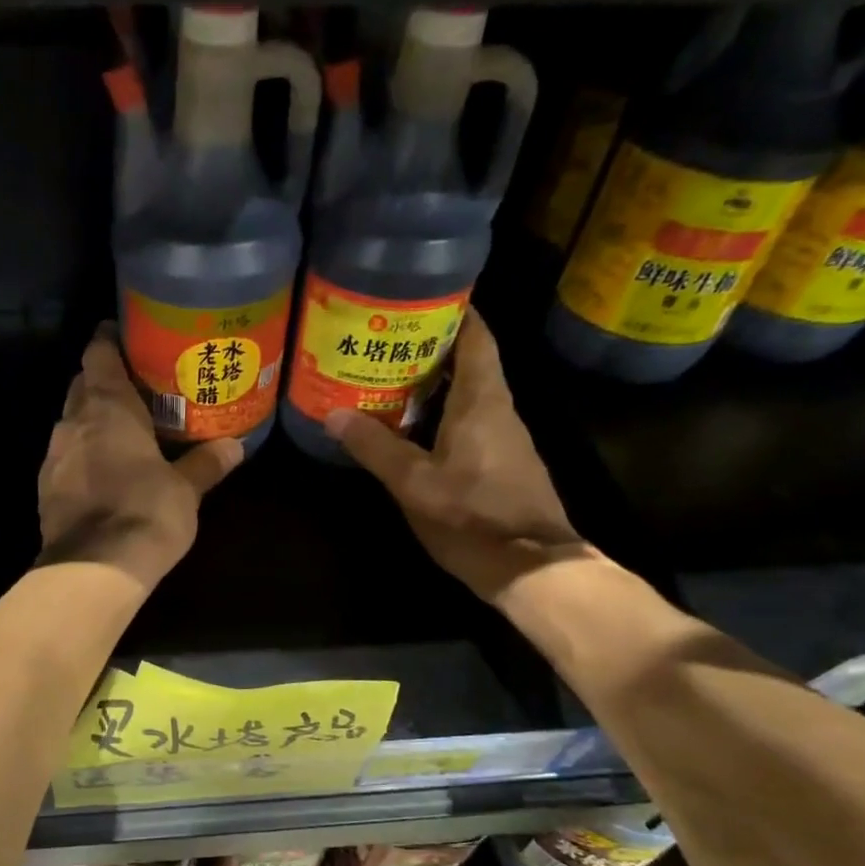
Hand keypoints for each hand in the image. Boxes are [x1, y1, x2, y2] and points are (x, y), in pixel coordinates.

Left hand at [37, 328, 243, 590]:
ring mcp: (54, 455)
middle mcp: (73, 421)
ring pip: (71, 422)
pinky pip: (65, 457)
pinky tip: (103, 473)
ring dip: (92, 421)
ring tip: (123, 432)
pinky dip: (82, 455)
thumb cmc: (146, 513)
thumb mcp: (186, 489)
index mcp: (108, 406)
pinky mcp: (46, 488)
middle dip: (104, 382)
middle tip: (137, 389)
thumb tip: (235, 446)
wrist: (94, 569)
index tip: (128, 339)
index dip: (110, 341)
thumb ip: (207, 463)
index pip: (99, 353)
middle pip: (82, 385)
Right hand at [325, 308, 587, 602]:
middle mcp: (500, 409)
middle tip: (384, 342)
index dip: (454, 311)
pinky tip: (413, 430)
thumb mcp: (414, 483)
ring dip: (434, 385)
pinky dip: (443, 415)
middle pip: (469, 363)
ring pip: (469, 395)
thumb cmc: (473, 517)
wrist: (531, 567)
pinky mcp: (504, 464)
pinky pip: (471, 423)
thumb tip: (332, 414)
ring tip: (388, 381)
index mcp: (482, 401)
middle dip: (430, 349)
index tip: (420, 298)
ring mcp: (506, 438)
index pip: (476, 337)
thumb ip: (375, 447)